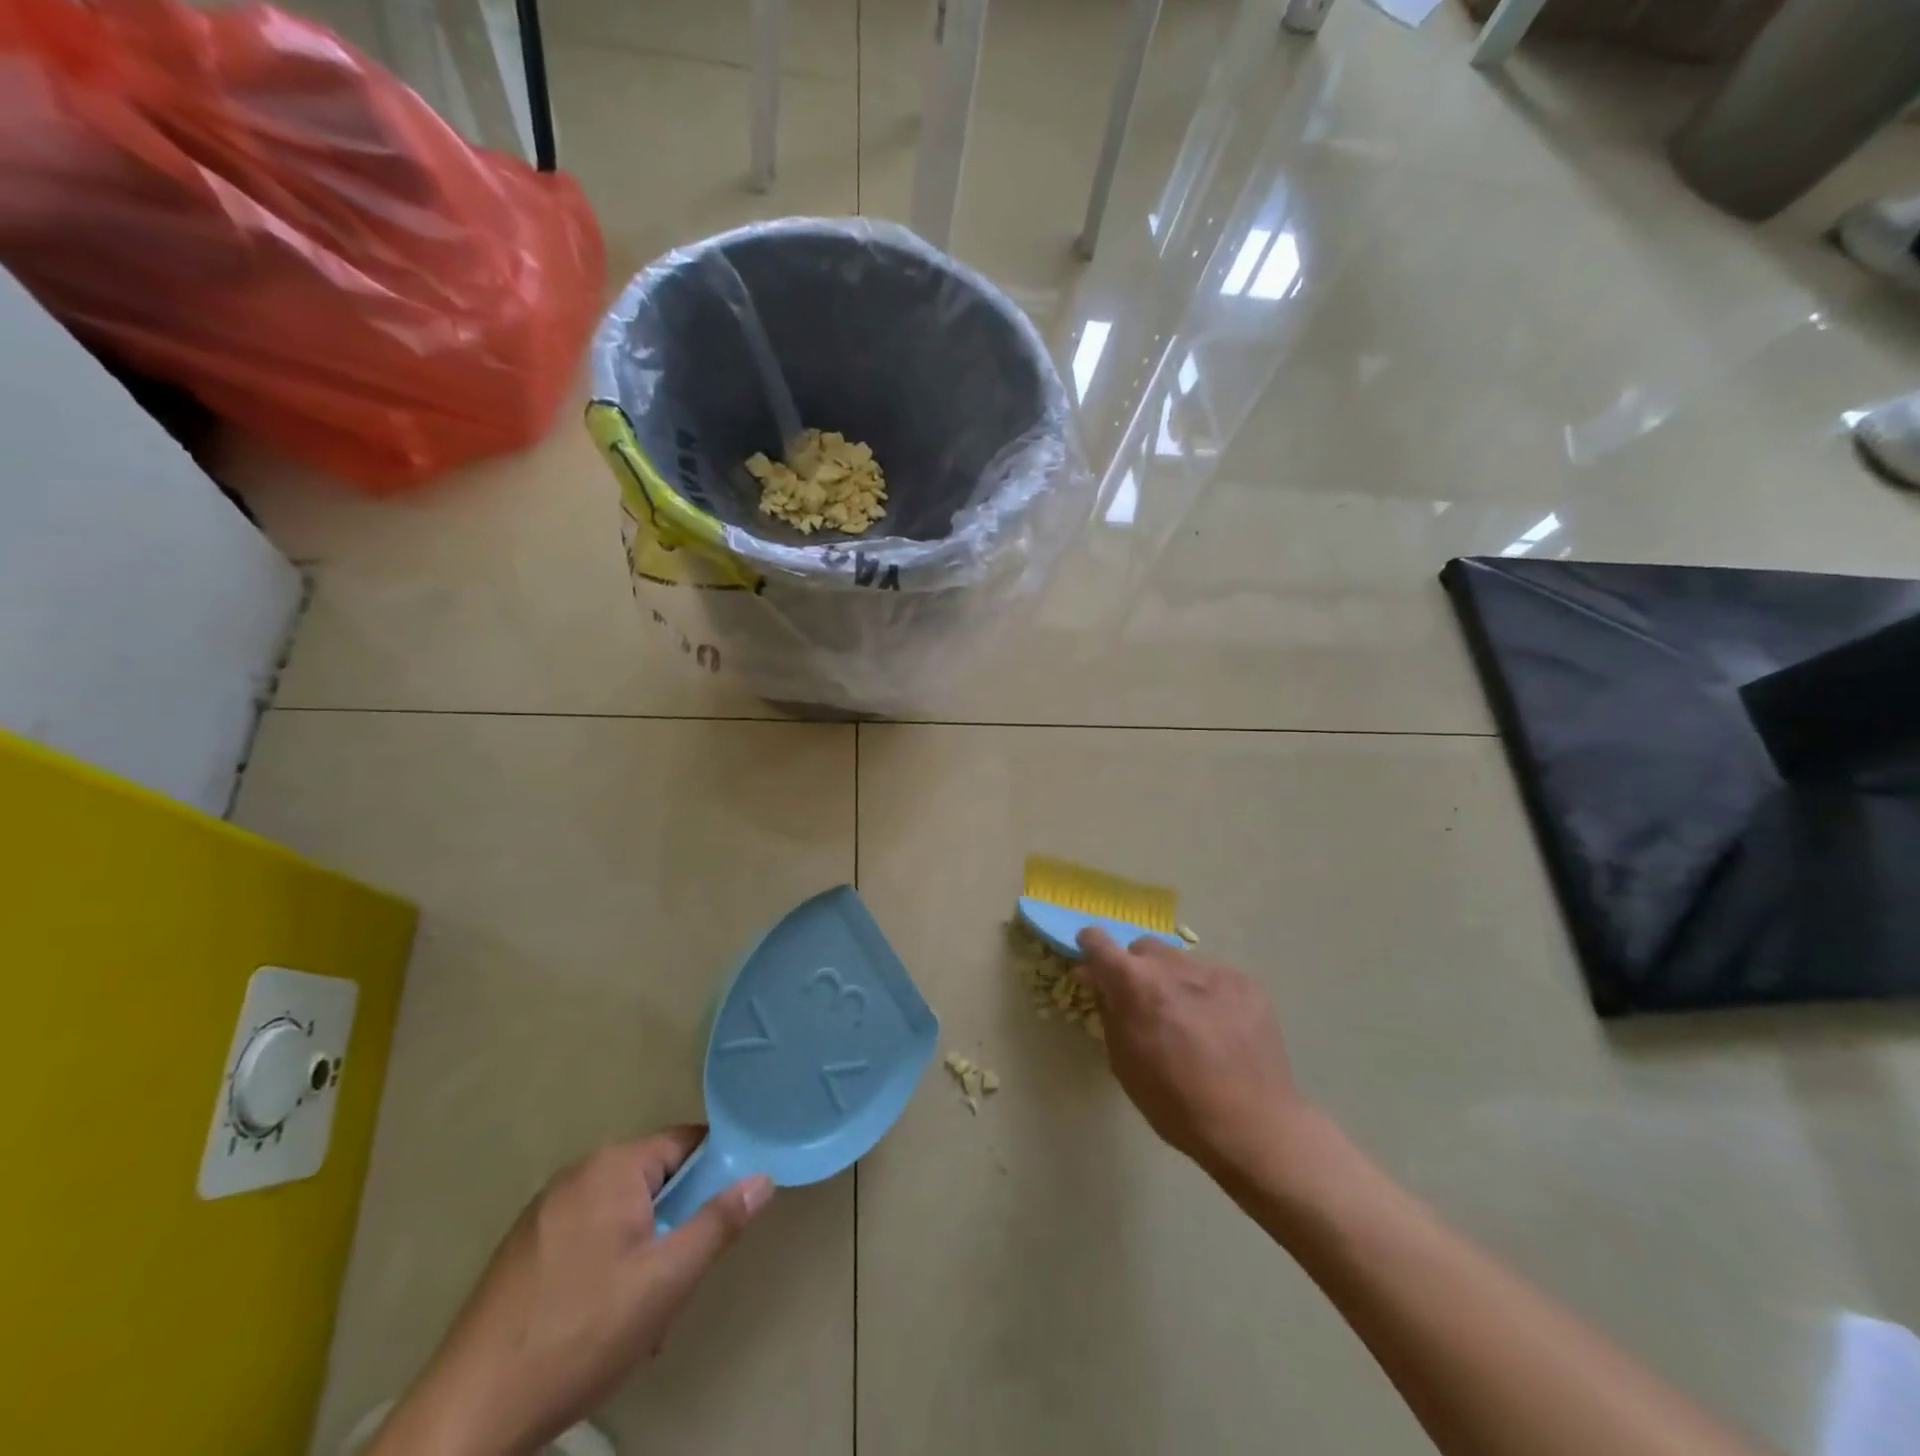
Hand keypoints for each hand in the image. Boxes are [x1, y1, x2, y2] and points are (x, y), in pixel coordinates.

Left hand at [368, 1127, 772, 1455]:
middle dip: (675, 1224)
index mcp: (612, 1166)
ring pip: (622, 1212)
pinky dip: (608, 1263)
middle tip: (678, 1281)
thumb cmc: (579, 1335)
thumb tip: (762, 1178)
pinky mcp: (524, 1248)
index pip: (686, 1143)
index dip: (714, 1174)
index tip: (723, 1218)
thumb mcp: (666, 1282)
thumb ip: (719, 1223)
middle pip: (654, 1179)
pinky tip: (601, 1319)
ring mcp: (544, 1210)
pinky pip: (589, 1234)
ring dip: (644, 1250)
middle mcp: (578, 1173)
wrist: (467, 1417)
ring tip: (641, 1312)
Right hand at [1075, 929, 1306, 1177]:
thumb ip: (1108, 1010)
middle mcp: (1172, 965)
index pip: (1099, 942)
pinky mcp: (1246, 982)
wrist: (1253, 1126)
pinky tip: (1219, 1028)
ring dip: (1173, 981)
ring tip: (1188, 1020)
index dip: (1090, 947)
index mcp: (1135, 983)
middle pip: (1143, 949)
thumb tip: (1097, 980)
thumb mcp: (1123, 1061)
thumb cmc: (1175, 1103)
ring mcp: (1213, 970)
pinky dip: (1206, 993)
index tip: (1092, 961)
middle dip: (1136, 969)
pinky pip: (1213, 977)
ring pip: (1179, 962)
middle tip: (1144, 1005)